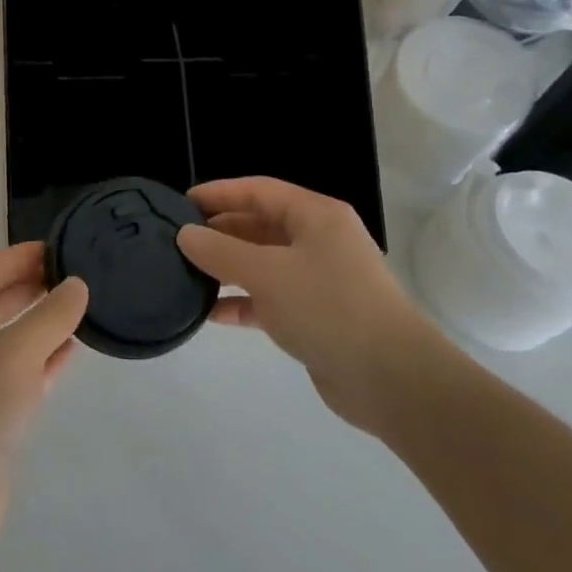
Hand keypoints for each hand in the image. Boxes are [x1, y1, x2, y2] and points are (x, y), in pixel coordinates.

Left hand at [0, 243, 88, 549]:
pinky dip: (41, 360)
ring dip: (39, 324)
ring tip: (78, 307)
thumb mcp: (16, 352)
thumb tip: (75, 285)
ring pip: (6, 340)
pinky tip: (70, 351)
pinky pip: (15, 375)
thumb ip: (51, 315)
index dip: (20, 257)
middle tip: (73, 274)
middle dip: (31, 288)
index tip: (58, 247)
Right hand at [178, 177, 446, 434]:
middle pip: (260, 225)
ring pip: (263, 263)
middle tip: (179, 241)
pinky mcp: (316, 316)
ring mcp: (319, 280)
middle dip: (220, 232)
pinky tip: (212, 313)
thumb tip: (185, 235)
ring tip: (187, 275)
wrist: (392, 381)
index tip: (181, 203)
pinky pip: (270, 298)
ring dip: (228, 269)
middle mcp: (319, 241)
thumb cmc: (328, 308)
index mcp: (316, 216)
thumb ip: (220, 252)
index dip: (219, 193)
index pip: (258, 191)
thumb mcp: (267, 273)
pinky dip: (243, 302)